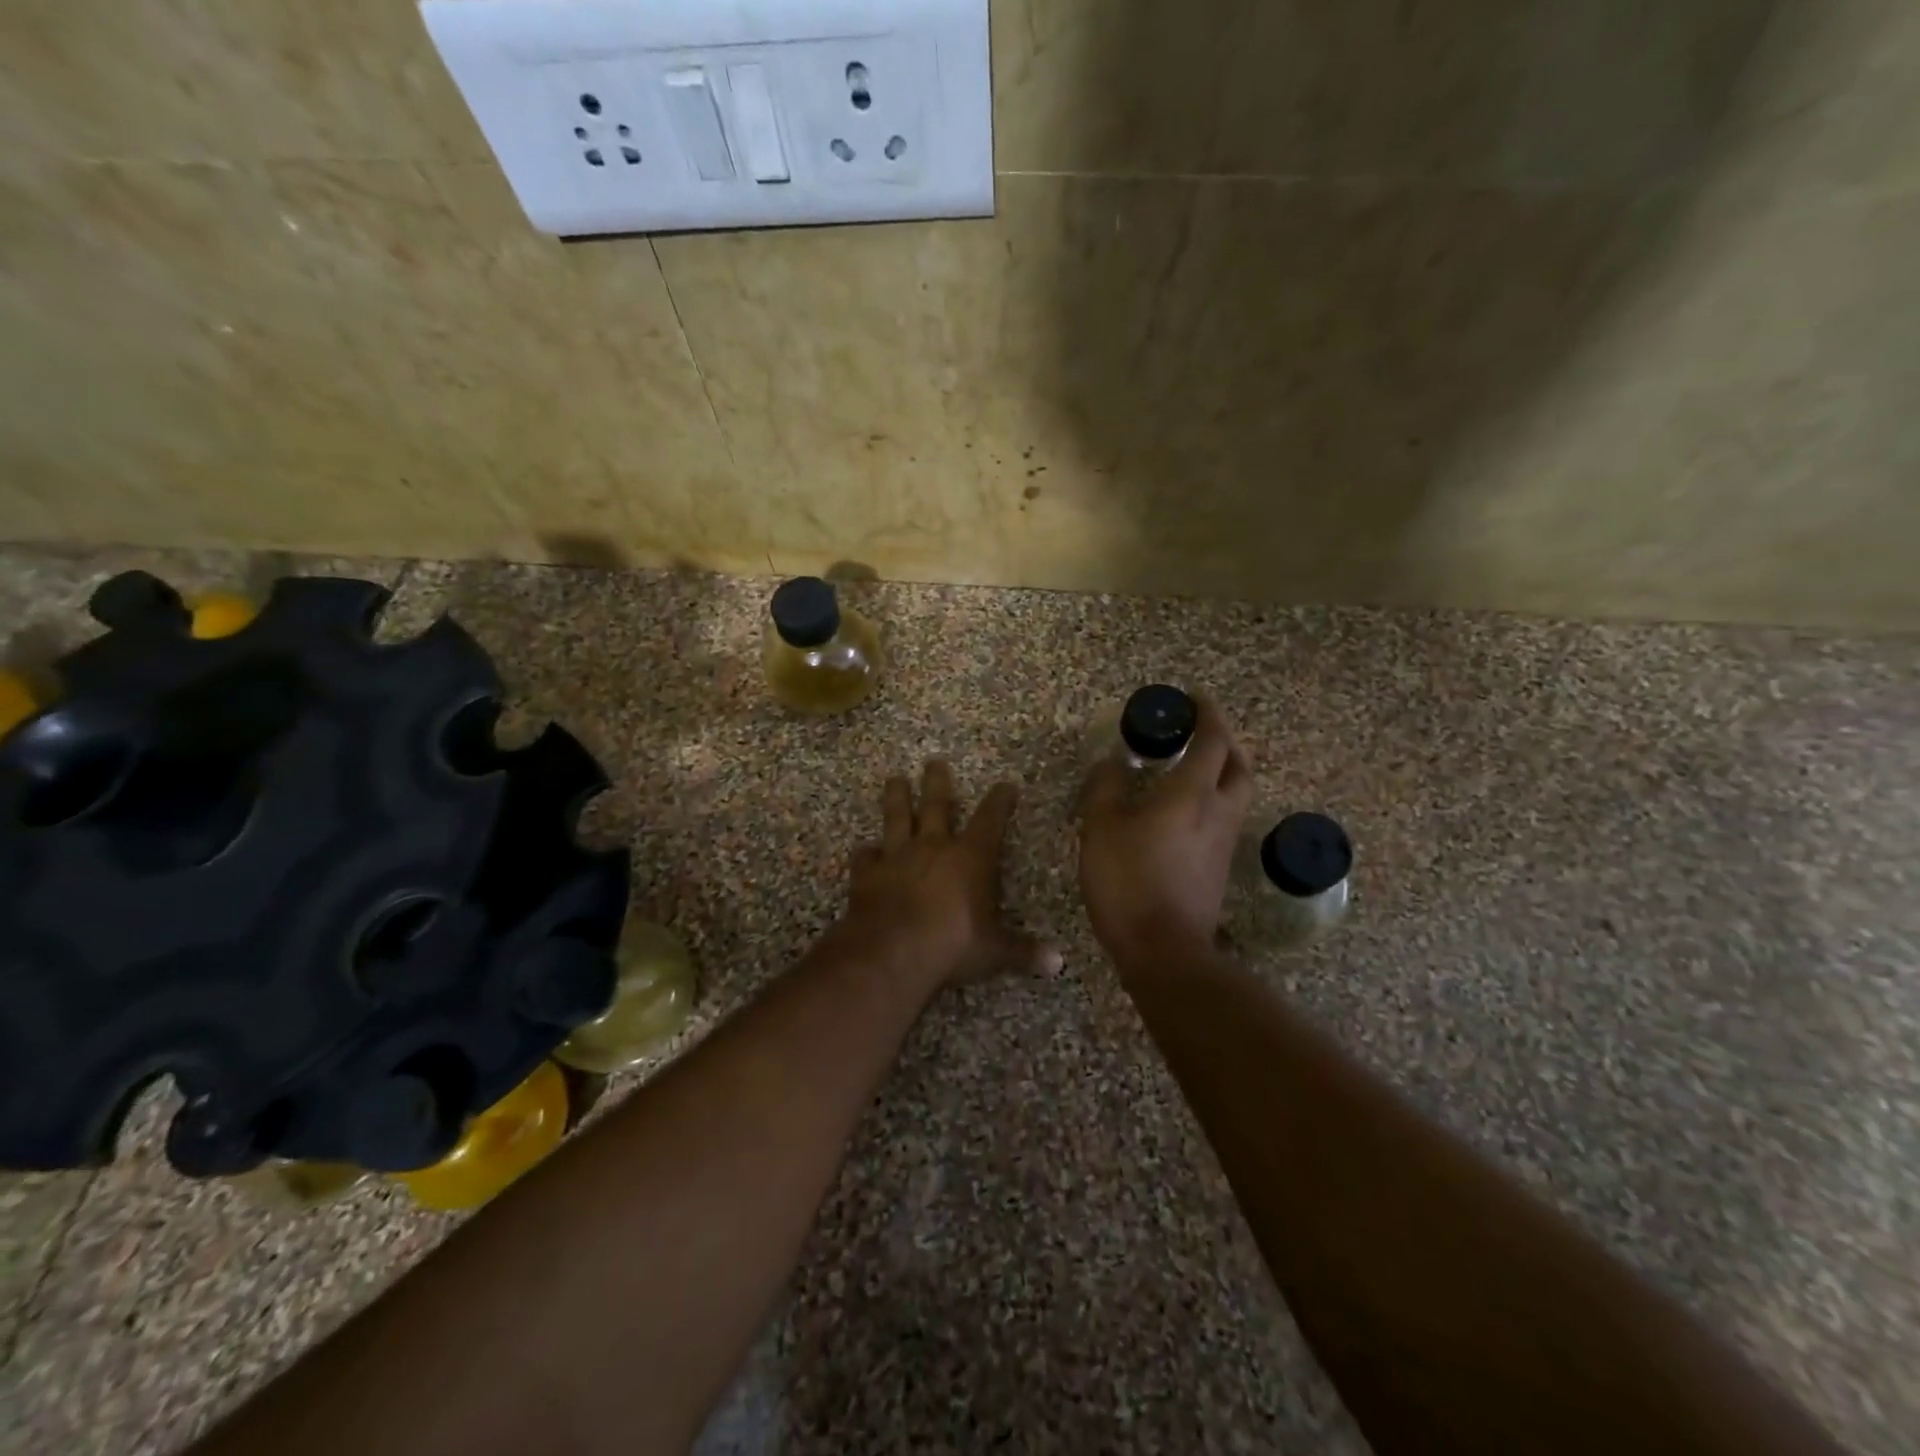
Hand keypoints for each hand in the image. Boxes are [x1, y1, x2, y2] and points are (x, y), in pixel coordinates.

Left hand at [838, 761, 1055, 989]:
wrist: (892, 951)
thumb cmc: (952, 944)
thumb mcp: (994, 951)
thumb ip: (1023, 952)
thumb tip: (1059, 963)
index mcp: (970, 857)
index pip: (990, 820)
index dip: (999, 801)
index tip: (1005, 784)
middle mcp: (933, 847)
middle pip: (936, 805)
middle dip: (937, 782)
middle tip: (934, 761)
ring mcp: (896, 857)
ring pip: (896, 818)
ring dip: (896, 798)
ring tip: (894, 779)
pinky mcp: (867, 875)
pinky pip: (865, 857)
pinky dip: (866, 853)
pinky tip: (865, 850)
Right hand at [1078, 696, 1254, 959]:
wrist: (1163, 950)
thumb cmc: (1129, 881)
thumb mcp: (1100, 828)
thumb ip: (1105, 787)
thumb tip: (1111, 762)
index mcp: (1192, 795)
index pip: (1212, 741)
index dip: (1207, 715)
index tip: (1194, 699)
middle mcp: (1218, 813)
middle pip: (1238, 765)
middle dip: (1225, 741)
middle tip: (1200, 731)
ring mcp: (1223, 843)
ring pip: (1235, 794)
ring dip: (1222, 770)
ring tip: (1191, 765)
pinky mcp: (1219, 868)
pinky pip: (1223, 819)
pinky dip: (1211, 799)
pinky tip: (1183, 809)